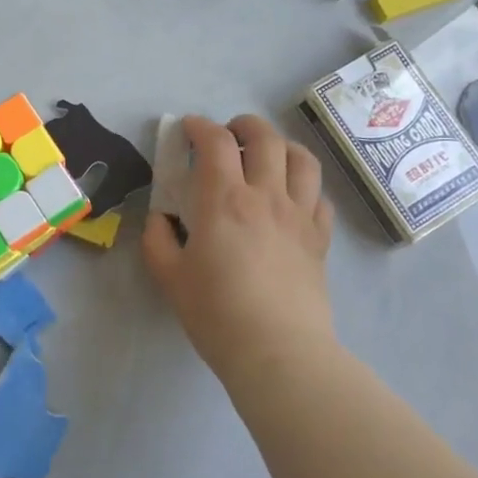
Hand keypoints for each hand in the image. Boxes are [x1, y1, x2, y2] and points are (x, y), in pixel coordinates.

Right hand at [143, 114, 335, 381]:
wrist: (278, 352)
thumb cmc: (217, 314)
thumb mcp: (170, 277)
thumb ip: (158, 239)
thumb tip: (160, 219)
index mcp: (224, 200)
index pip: (214, 142)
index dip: (199, 126)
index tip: (187, 129)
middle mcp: (266, 196)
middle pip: (264, 137)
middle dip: (243, 125)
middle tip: (228, 135)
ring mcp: (299, 215)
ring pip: (301, 158)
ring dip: (281, 146)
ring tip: (266, 156)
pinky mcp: (320, 238)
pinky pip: (320, 196)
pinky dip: (304, 185)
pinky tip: (291, 197)